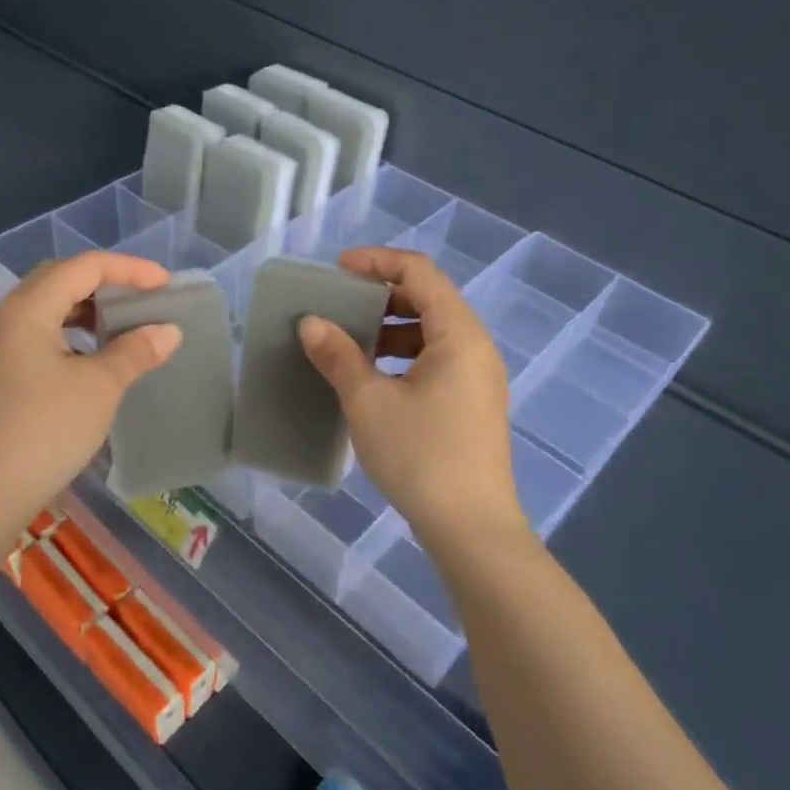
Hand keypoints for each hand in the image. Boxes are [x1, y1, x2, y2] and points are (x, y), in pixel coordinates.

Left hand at [0, 252, 181, 541]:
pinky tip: (94, 356)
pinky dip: (73, 332)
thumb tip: (169, 330)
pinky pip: (41, 334)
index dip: (129, 269)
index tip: (166, 284)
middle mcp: (8, 318)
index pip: (84, 267)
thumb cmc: (46, 431)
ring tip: (123, 323)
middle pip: (61, 279)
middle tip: (143, 296)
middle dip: (106, 281)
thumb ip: (135, 351)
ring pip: (49, 307)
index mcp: (28, 310)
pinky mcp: (0, 374)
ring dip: (88, 308)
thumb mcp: (99, 387)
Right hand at [298, 247, 524, 554]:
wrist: (471, 528)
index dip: (376, 262)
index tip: (337, 270)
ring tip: (349, 344)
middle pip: (428, 299)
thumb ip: (339, 355)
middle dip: (380, 297)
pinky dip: (402, 356)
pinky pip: (436, 360)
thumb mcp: (369, 401)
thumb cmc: (420, 455)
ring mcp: (478, 377)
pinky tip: (372, 379)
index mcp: (458, 334)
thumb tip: (311, 323)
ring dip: (390, 329)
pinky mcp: (472, 404)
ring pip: (431, 332)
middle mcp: (476, 347)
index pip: (419, 272)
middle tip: (338, 307)